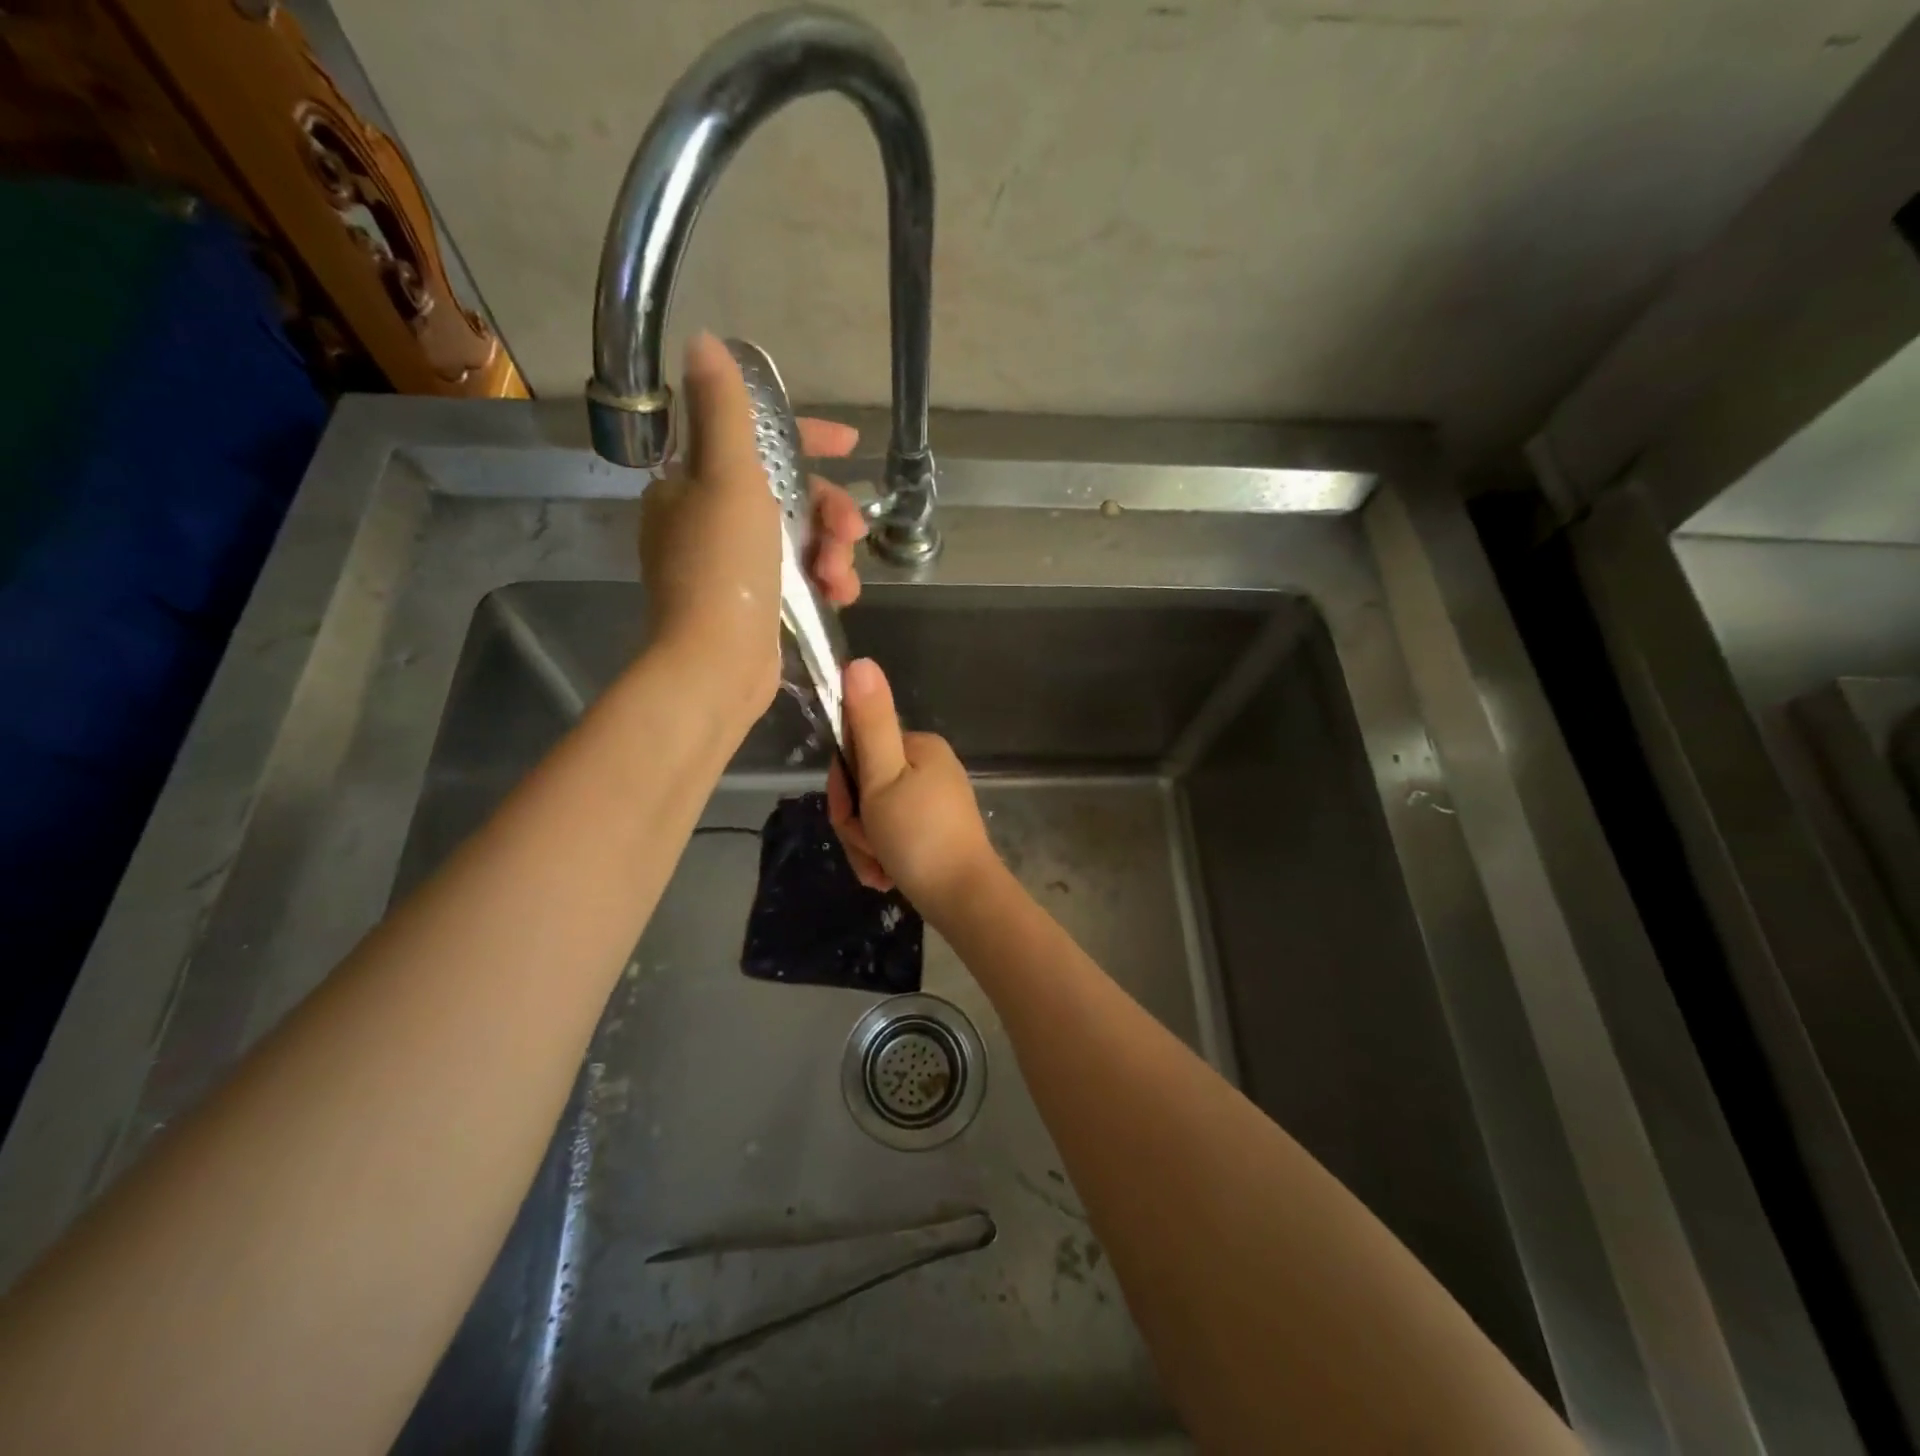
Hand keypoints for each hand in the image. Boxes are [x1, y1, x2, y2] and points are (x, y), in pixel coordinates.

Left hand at [639, 332, 867, 723]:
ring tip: (843, 580)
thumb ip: (724, 411)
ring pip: (799, 538)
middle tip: (853, 530)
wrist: (715, 666)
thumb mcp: (728, 479)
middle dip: (828, 510)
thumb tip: (704, 342)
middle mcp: (707, 519)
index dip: (805, 438)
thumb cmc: (723, 569)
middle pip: (785, 494)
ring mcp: (731, 566)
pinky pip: (799, 576)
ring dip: (832, 551)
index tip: (850, 444)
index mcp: (692, 483)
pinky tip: (841, 597)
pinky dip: (823, 581)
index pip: (753, 441)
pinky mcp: (753, 604)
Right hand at [828, 659, 1000, 919]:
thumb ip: (868, 722)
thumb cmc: (919, 837)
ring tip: (880, 868)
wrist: (964, 899)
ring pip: (874, 815)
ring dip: (867, 845)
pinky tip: (887, 877)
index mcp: (919, 746)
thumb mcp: (883, 778)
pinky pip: (893, 835)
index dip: (841, 785)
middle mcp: (929, 766)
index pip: (857, 749)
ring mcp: (934, 800)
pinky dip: (883, 857)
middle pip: (865, 786)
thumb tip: (859, 660)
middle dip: (856, 822)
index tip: (850, 811)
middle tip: (869, 846)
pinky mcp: (935, 830)